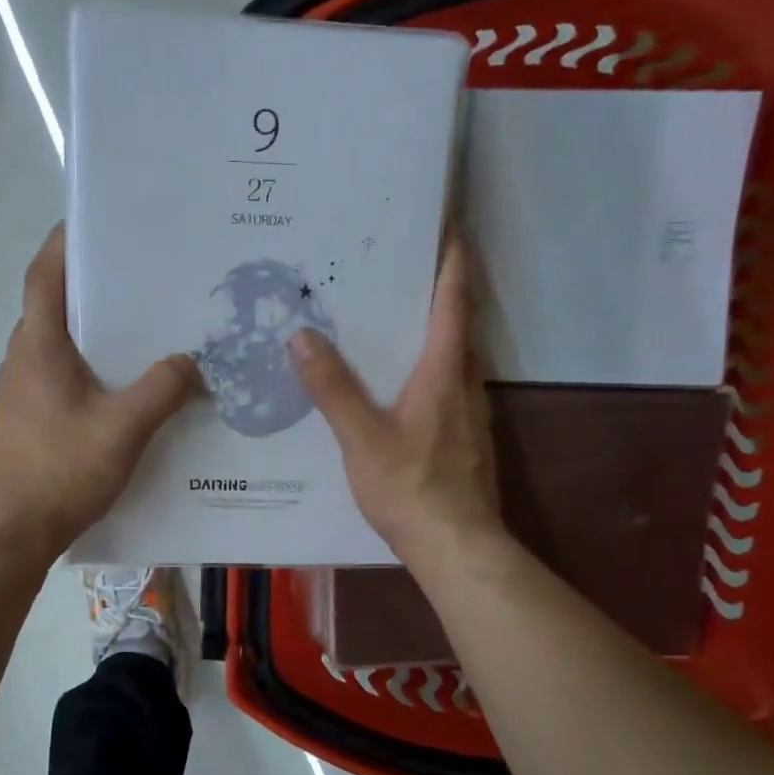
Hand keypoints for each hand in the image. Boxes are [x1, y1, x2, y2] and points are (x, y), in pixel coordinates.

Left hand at [0, 224, 201, 560]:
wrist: (13, 532)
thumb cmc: (62, 470)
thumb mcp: (125, 426)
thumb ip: (163, 388)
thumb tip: (191, 361)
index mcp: (38, 346)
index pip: (44, 275)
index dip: (64, 242)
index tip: (93, 220)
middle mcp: (22, 359)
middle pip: (52, 305)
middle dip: (89, 286)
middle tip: (137, 275)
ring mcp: (19, 391)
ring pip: (56, 344)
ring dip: (89, 330)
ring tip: (138, 327)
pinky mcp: (25, 419)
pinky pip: (58, 376)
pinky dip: (86, 366)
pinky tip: (121, 387)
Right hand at [290, 238, 502, 563]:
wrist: (457, 548)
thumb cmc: (411, 488)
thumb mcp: (361, 438)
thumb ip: (332, 388)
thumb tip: (302, 336)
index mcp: (443, 373)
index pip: (453, 303)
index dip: (453, 262)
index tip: (450, 226)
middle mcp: (465, 384)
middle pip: (460, 325)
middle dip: (441, 291)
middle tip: (406, 268)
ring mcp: (472, 414)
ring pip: (457, 358)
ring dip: (438, 331)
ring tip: (399, 320)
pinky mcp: (469, 440)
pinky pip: (452, 386)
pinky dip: (433, 368)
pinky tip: (406, 385)